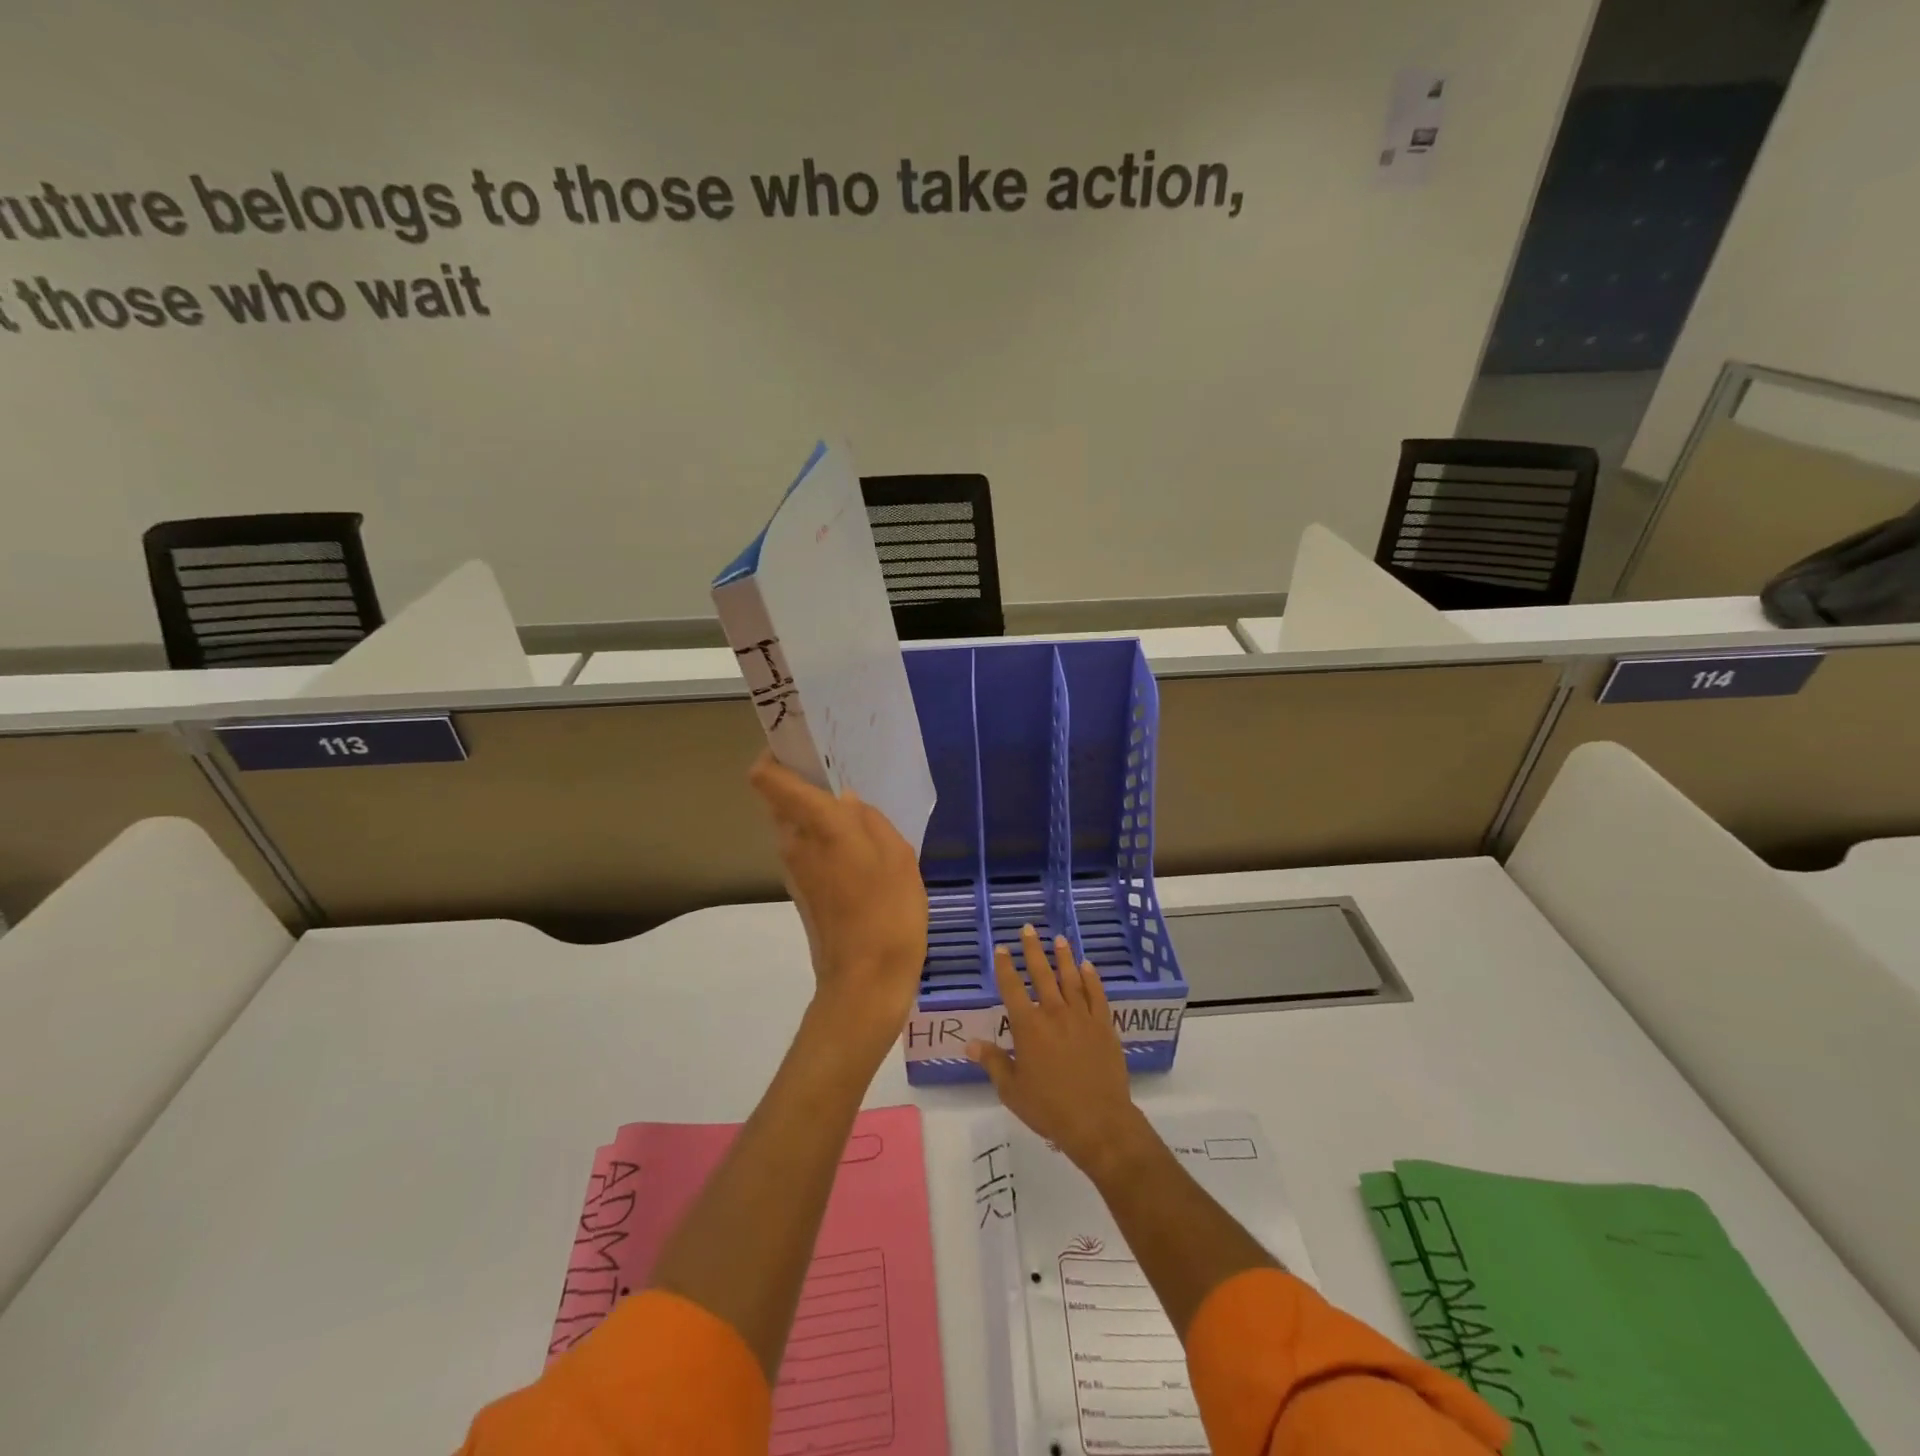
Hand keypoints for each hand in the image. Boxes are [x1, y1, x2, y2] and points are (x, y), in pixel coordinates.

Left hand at [749, 753, 928, 1057]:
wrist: (866, 982)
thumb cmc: (888, 911)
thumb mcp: (896, 854)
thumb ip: (868, 818)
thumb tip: (845, 801)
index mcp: (815, 824)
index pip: (767, 778)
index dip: (774, 753)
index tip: (801, 741)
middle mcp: (794, 841)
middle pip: (783, 798)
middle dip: (808, 782)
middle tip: (847, 774)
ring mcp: (795, 869)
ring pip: (797, 824)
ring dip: (821, 814)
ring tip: (863, 814)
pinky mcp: (803, 891)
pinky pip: (809, 849)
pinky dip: (827, 841)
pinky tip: (863, 852)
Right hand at [967, 924, 1151, 1181]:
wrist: (1098, 1121)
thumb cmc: (1049, 1108)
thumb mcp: (1012, 1090)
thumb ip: (993, 1062)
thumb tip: (971, 1044)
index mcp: (1028, 1027)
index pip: (1012, 988)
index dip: (1004, 967)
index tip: (1000, 948)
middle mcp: (1054, 1013)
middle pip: (1041, 974)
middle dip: (1032, 950)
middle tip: (1028, 929)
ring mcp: (1081, 1017)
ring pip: (1070, 979)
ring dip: (1063, 957)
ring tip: (1058, 939)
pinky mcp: (1104, 1026)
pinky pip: (1096, 995)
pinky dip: (1092, 978)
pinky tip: (1088, 966)